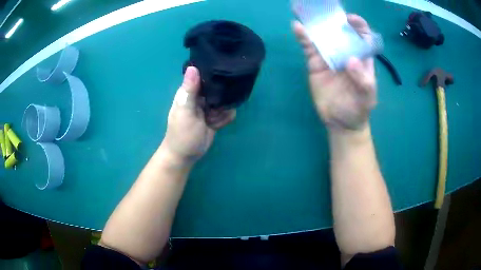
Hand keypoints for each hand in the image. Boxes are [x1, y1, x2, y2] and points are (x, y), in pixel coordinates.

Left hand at [161, 67, 235, 164]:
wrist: (185, 156)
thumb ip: (190, 90)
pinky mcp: (215, 116)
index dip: (214, 73)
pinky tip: (215, 126)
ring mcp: (209, 107)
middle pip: (218, 87)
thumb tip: (193, 66)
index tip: (224, 76)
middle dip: (222, 97)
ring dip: (222, 112)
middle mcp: (200, 96)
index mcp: (190, 91)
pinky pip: (227, 112)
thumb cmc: (182, 134)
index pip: (204, 75)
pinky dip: (224, 119)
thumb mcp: (186, 111)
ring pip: (225, 101)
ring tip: (212, 120)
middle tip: (215, 108)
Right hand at [293, 14, 376, 130]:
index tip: (350, 20)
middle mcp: (346, 53)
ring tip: (308, 13)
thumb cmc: (359, 108)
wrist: (341, 122)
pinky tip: (297, 28)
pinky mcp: (316, 63)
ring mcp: (330, 57)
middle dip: (335, 20)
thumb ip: (363, 79)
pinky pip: (309, 48)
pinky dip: (303, 37)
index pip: (363, 36)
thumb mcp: (367, 97)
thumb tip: (350, 60)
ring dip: (316, 25)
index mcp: (362, 58)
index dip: (358, 25)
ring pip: (323, 37)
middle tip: (326, 12)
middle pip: (341, 32)